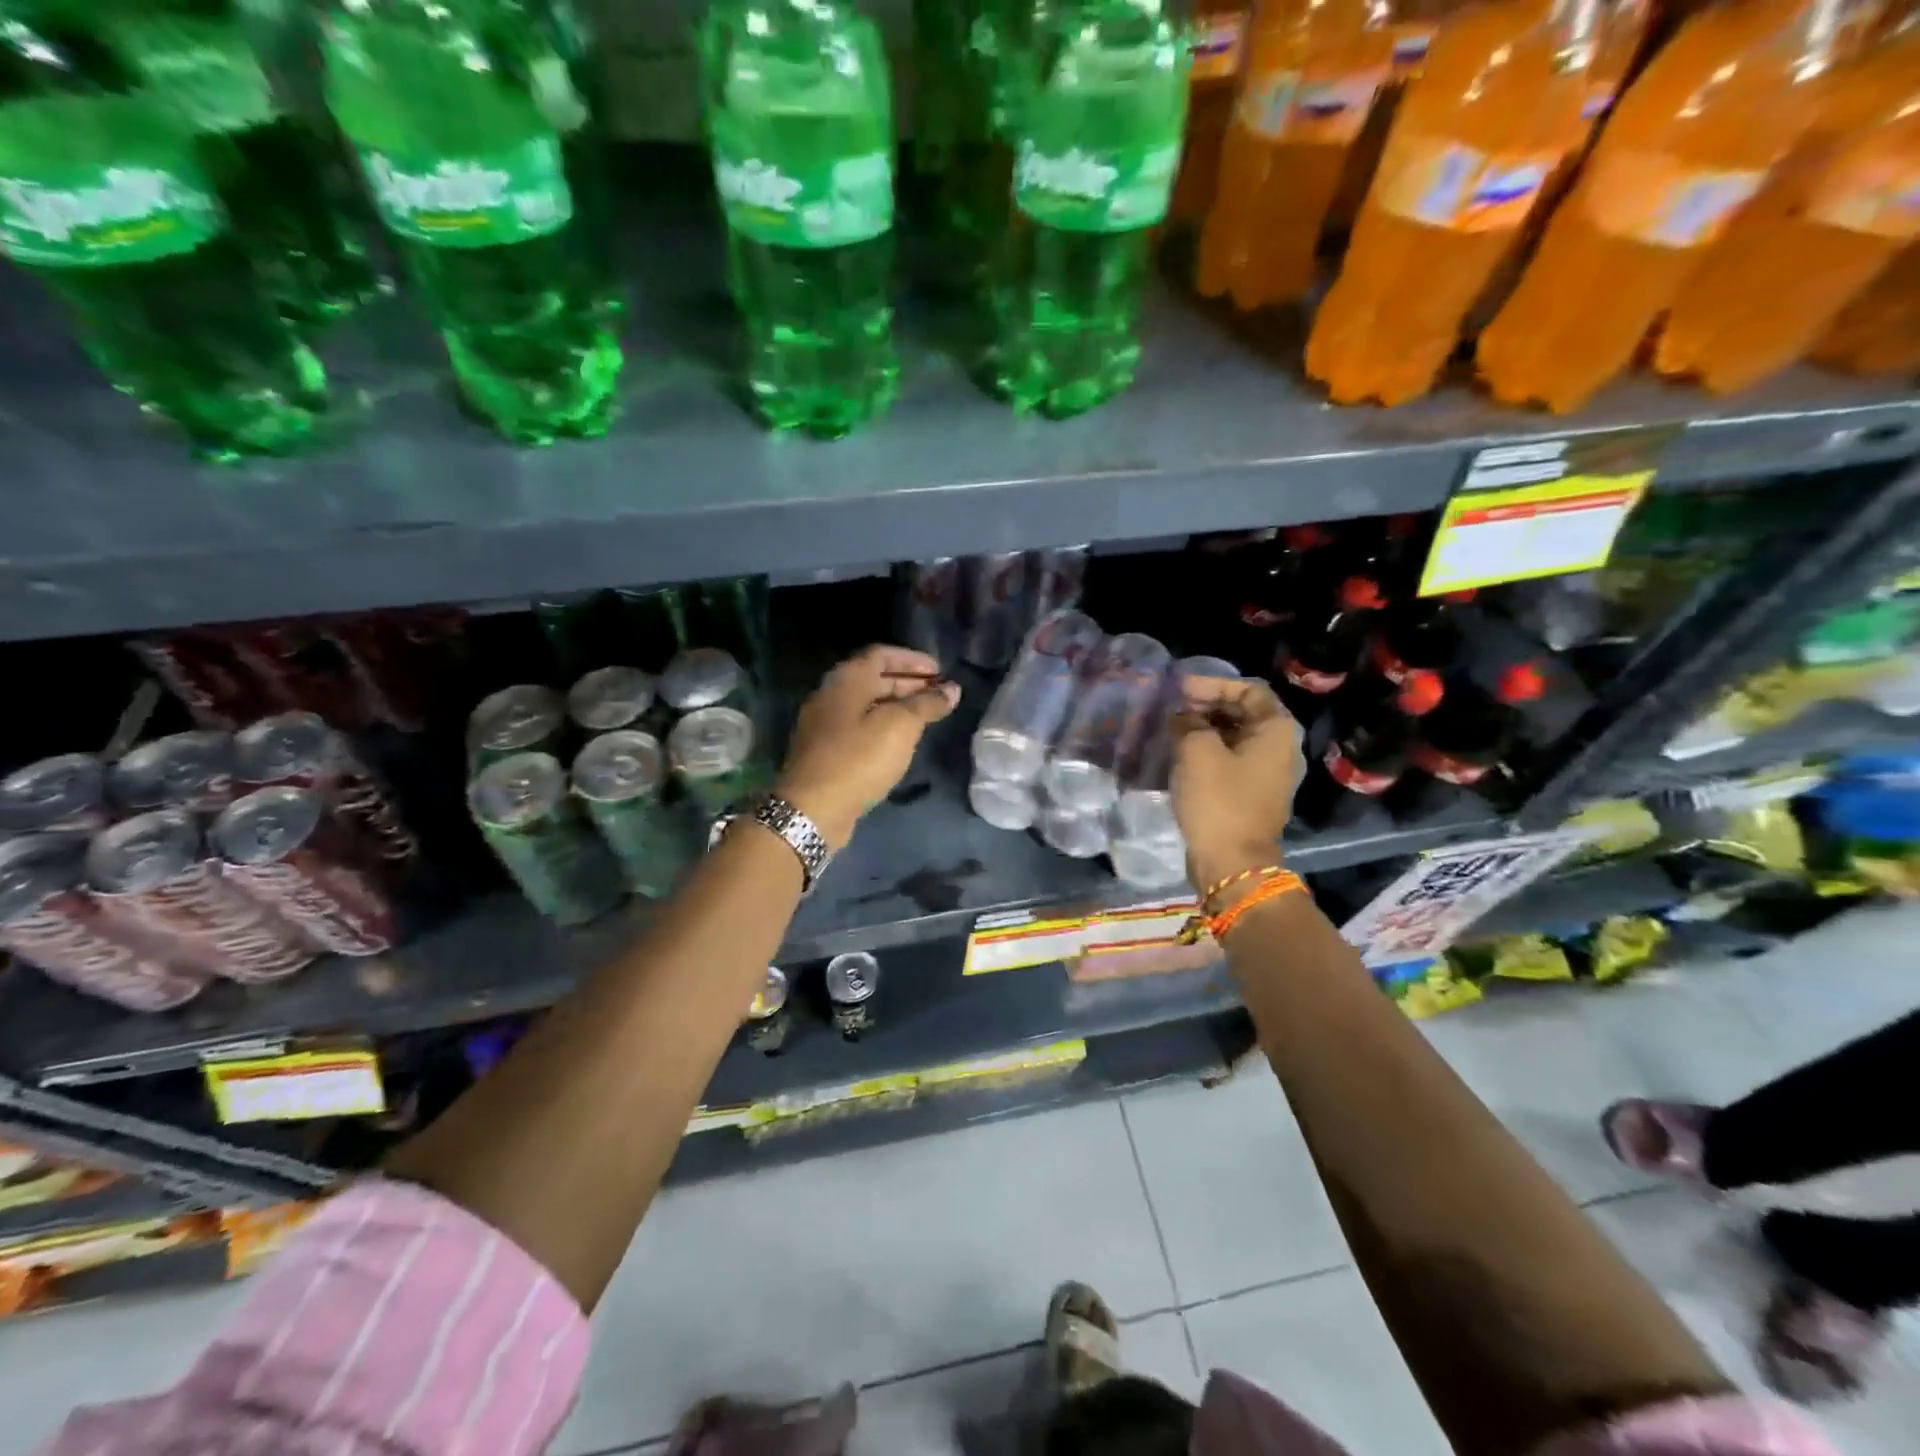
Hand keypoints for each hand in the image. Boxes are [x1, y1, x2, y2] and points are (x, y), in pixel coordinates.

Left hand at [776, 645, 960, 848]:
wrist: (812, 809)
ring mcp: (823, 724)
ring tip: (924, 717)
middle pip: (872, 678)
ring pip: (865, 705)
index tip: (939, 671)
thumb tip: (952, 689)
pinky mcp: (823, 751)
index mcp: (846, 679)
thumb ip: (927, 704)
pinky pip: (857, 727)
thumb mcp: (900, 727)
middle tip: (937, 694)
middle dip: (907, 683)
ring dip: (895, 706)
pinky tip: (899, 742)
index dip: (912, 659)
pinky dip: (881, 726)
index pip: (881, 654)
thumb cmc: (859, 759)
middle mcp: (830, 694)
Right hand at [1170, 677, 1302, 887]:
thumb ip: (1188, 722)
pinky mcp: (1250, 795)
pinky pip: (1229, 762)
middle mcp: (1279, 748)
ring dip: (1204, 730)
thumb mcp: (1196, 751)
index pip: (1248, 690)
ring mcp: (1266, 774)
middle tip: (1173, 708)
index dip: (1213, 684)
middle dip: (1207, 706)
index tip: (1180, 688)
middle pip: (1243, 713)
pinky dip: (1207, 753)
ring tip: (1171, 730)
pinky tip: (1180, 756)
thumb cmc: (1218, 800)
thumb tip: (1183, 716)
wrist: (1231, 862)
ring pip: (1234, 738)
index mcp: (1275, 731)